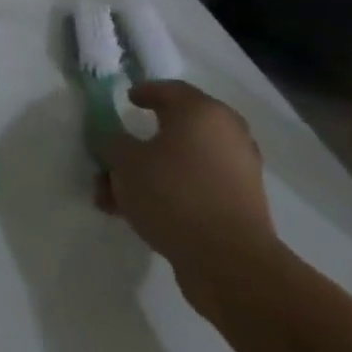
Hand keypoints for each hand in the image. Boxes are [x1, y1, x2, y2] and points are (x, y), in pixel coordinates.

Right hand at [94, 81, 276, 300]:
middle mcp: (226, 134)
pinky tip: (139, 214)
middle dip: (138, 145)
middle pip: (174, 130)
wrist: (230, 262)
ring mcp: (237, 171)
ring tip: (113, 198)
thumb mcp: (125, 162)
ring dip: (147, 175)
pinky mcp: (240, 205)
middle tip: (114, 155)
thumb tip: (111, 139)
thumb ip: (111, 143)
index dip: (143, 92)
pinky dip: (169, 193)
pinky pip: (195, 187)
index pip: (169, 90)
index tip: (126, 100)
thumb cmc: (173, 194)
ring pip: (181, 163)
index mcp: (201, 112)